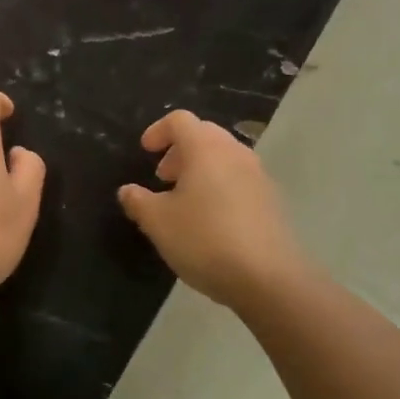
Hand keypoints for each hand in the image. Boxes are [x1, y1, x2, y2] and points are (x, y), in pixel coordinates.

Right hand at [118, 110, 304, 308]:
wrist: (268, 278)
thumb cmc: (204, 239)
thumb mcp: (158, 222)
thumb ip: (138, 201)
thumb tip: (128, 191)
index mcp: (205, 148)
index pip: (180, 120)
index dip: (158, 131)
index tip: (145, 151)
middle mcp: (235, 153)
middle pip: (205, 135)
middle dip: (179, 150)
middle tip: (163, 177)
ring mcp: (258, 176)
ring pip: (224, 157)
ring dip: (201, 169)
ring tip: (184, 200)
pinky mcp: (271, 200)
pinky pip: (239, 179)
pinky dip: (220, 186)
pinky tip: (210, 220)